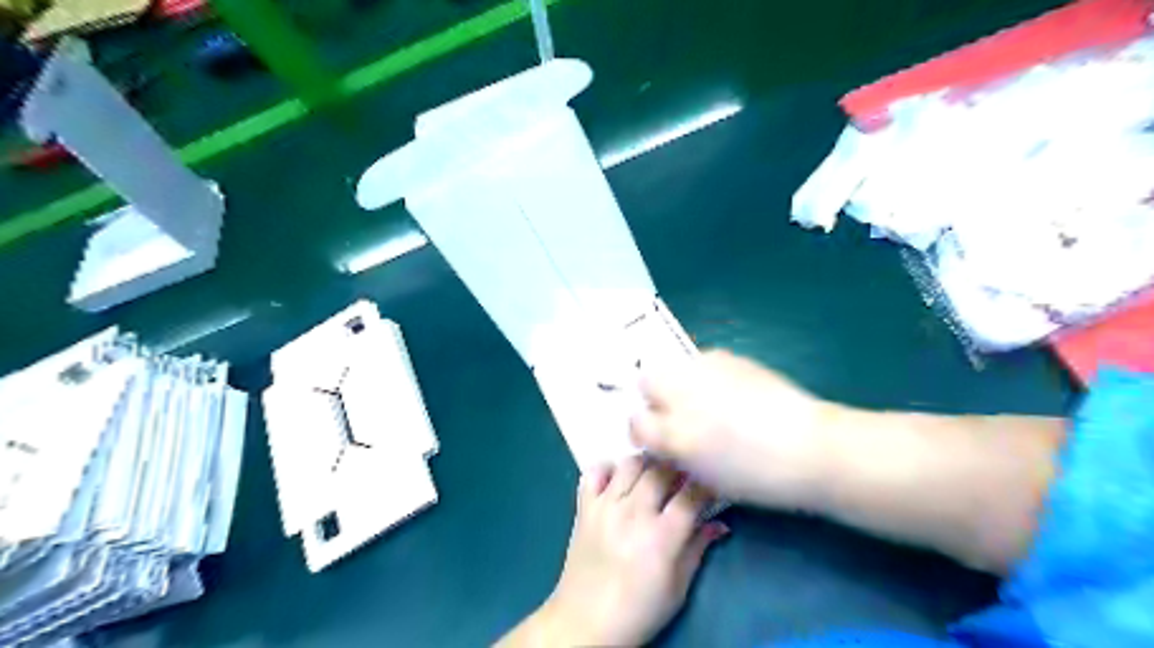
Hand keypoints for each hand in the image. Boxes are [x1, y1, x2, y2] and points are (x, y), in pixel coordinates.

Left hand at [539, 458, 722, 644]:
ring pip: (631, 463)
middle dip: (678, 468)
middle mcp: (633, 512)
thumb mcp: (678, 588)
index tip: (711, 485)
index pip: (692, 494)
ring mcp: (606, 505)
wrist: (585, 622)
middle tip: (683, 478)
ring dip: (647, 464)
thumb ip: (698, 549)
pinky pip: (595, 471)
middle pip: (662, 470)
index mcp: (662, 536)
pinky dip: (608, 469)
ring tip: (653, 476)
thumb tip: (721, 523)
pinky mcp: (585, 506)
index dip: (706, 485)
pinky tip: (618, 482)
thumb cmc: (639, 610)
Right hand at [631, 351, 839, 507]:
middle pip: (647, 380)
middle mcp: (684, 395)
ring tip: (704, 400)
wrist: (809, 447)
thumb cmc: (758, 477)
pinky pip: (702, 361)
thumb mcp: (705, 478)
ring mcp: (707, 370)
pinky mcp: (730, 358)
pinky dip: (704, 374)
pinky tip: (728, 391)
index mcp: (677, 434)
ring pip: (674, 366)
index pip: (637, 422)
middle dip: (654, 395)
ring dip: (678, 381)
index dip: (643, 431)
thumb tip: (662, 442)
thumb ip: (674, 454)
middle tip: (675, 414)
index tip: (657, 439)